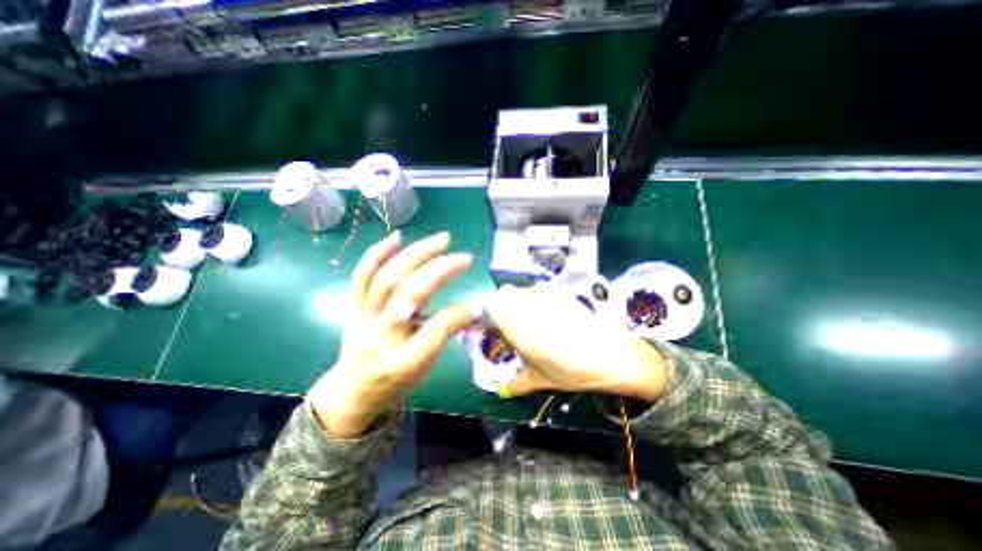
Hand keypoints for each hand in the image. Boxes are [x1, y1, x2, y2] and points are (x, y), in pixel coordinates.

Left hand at [309, 233, 472, 439]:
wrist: (351, 393)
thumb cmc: (394, 383)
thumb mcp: (424, 369)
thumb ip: (444, 336)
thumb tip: (470, 308)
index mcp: (403, 362)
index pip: (435, 329)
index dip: (459, 312)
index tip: (477, 303)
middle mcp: (380, 338)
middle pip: (409, 294)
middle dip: (440, 271)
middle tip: (463, 257)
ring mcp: (361, 319)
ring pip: (387, 278)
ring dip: (416, 254)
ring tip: (441, 240)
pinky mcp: (351, 308)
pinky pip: (361, 276)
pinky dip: (378, 254)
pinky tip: (398, 237)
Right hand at [482, 284, 667, 400]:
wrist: (612, 356)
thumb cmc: (572, 370)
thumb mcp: (541, 379)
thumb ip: (517, 382)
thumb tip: (502, 389)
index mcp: (518, 325)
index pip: (491, 306)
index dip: (488, 315)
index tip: (493, 327)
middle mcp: (529, 304)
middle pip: (505, 295)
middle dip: (504, 308)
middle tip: (512, 327)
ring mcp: (546, 296)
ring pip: (522, 292)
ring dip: (520, 303)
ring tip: (531, 322)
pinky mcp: (561, 293)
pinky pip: (539, 291)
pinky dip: (537, 300)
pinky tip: (549, 316)